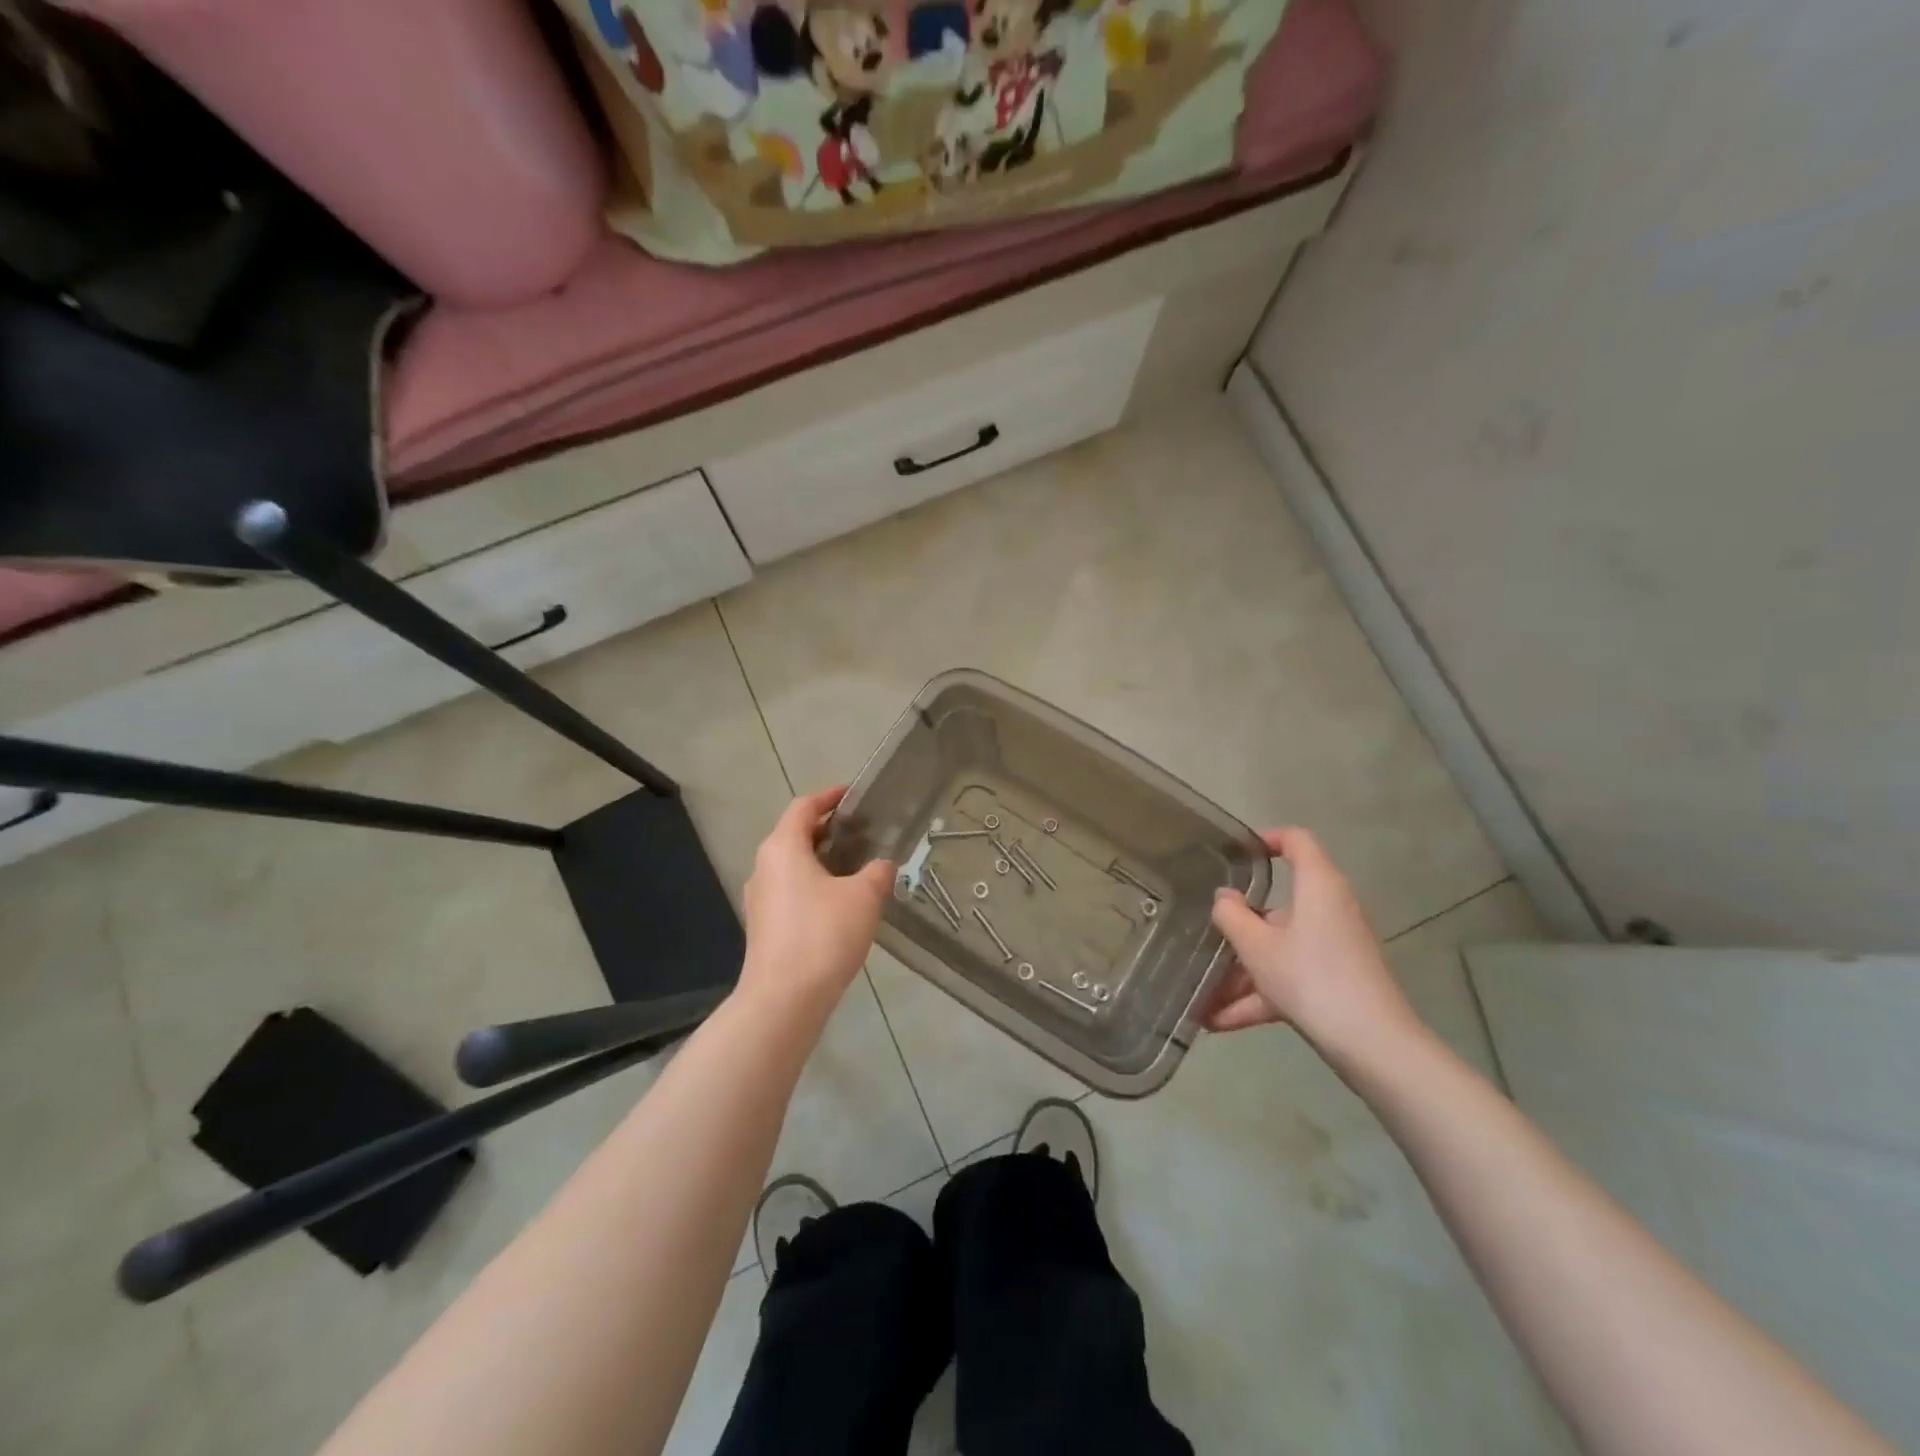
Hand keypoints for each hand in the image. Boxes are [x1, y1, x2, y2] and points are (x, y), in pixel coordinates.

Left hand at [738, 787, 893, 1012]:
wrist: (784, 999)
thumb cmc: (823, 934)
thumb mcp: (864, 897)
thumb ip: (878, 872)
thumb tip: (882, 865)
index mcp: (782, 848)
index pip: (804, 807)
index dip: (829, 797)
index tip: (853, 795)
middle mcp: (764, 867)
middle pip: (795, 835)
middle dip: (828, 830)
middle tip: (863, 832)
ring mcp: (760, 899)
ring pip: (792, 866)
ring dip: (821, 860)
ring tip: (856, 868)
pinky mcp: (763, 926)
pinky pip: (790, 891)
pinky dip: (813, 885)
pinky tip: (840, 904)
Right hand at [1205, 828, 1422, 1059]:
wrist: (1373, 1045)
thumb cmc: (1311, 978)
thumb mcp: (1257, 946)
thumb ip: (1231, 915)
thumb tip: (1224, 897)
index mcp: (1318, 887)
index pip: (1296, 841)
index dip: (1266, 839)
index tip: (1233, 855)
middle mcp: (1329, 910)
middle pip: (1279, 906)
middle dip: (1239, 928)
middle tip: (1204, 937)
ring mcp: (1334, 948)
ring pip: (1280, 948)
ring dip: (1241, 971)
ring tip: (1201, 994)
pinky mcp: (1335, 982)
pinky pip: (1289, 978)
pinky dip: (1258, 996)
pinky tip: (1218, 1022)